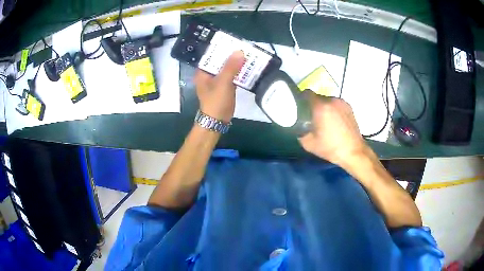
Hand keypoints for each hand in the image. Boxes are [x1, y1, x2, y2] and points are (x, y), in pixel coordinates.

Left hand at [194, 51, 244, 122]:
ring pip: (226, 68)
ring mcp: (216, 81)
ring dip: (235, 63)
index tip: (232, 41)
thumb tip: (239, 51)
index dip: (221, 48)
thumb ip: (231, 67)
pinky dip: (238, 72)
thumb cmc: (216, 101)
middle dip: (231, 55)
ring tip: (247, 54)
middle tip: (243, 47)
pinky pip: (231, 75)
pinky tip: (247, 67)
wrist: (217, 121)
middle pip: (220, 61)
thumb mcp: (223, 82)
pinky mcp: (224, 86)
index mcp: (203, 72)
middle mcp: (208, 74)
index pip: (211, 55)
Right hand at [298, 93, 368, 166]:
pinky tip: (334, 122)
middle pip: (318, 97)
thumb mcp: (308, 144)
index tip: (300, 107)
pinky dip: (333, 110)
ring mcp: (342, 103)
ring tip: (325, 120)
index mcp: (321, 107)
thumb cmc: (331, 148)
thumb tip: (300, 126)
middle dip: (313, 105)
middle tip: (312, 117)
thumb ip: (300, 132)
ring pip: (328, 101)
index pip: (307, 93)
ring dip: (324, 107)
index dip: (301, 98)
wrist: (353, 152)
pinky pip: (336, 104)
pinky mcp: (349, 107)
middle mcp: (332, 101)